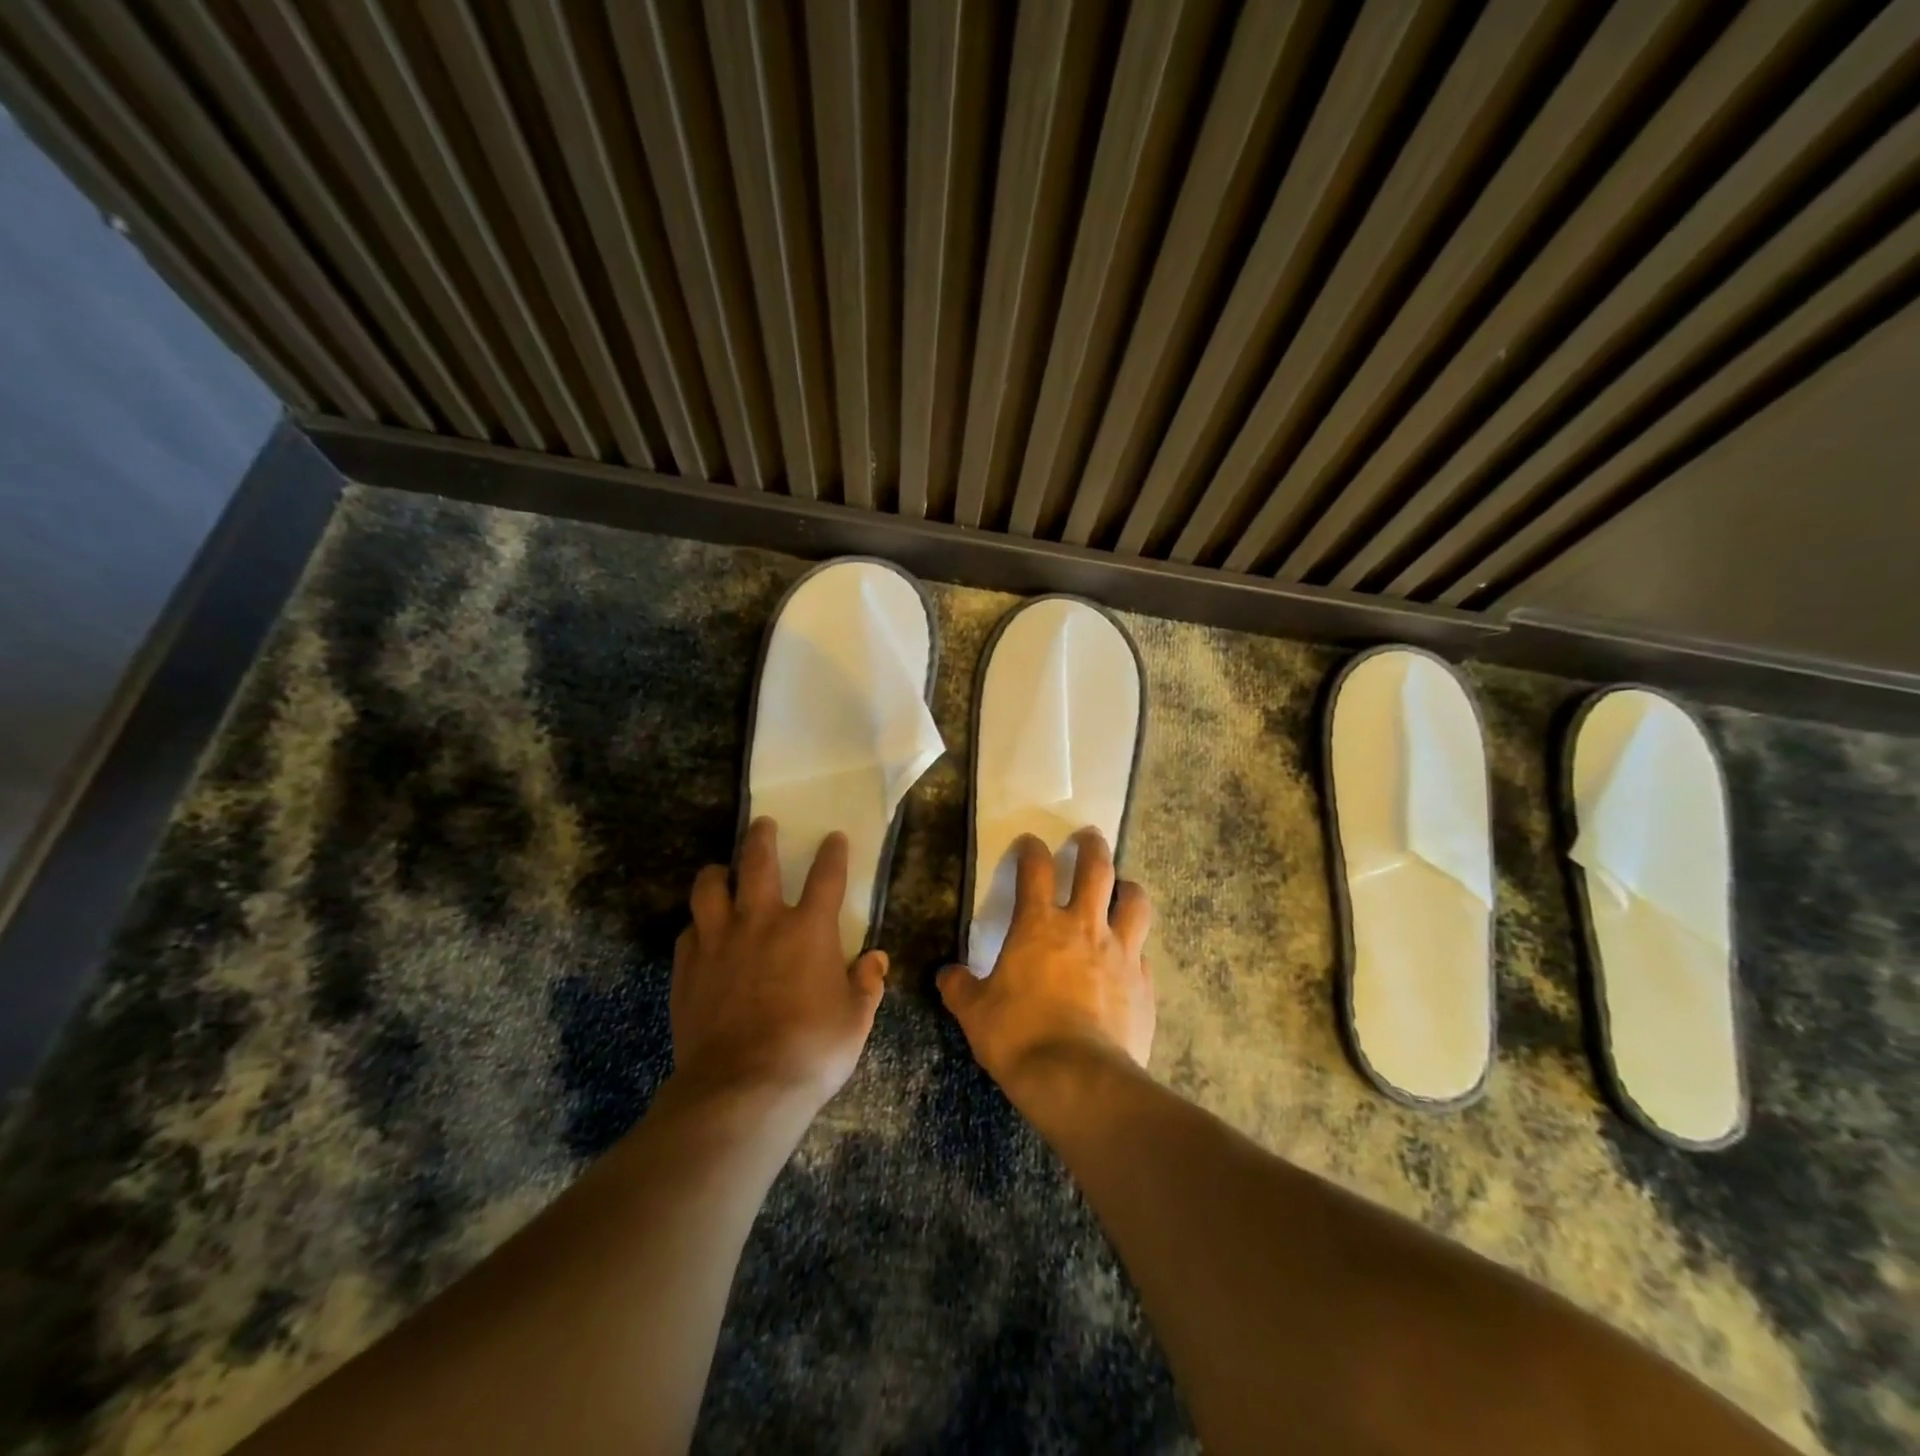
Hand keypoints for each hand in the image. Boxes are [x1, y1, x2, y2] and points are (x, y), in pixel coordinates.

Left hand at [671, 818, 887, 1113]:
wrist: (742, 1089)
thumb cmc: (811, 1051)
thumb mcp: (855, 1020)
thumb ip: (867, 984)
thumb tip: (875, 959)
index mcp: (809, 929)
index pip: (826, 876)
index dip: (833, 852)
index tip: (834, 837)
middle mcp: (762, 922)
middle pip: (758, 862)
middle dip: (762, 837)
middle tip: (763, 824)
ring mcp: (719, 941)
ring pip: (709, 887)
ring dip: (717, 872)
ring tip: (721, 871)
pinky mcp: (687, 967)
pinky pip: (688, 930)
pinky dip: (698, 924)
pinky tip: (702, 931)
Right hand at [937, 829, 1153, 1103]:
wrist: (1078, 1079)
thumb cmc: (1019, 1037)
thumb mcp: (975, 1013)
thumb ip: (961, 988)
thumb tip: (947, 976)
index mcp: (1039, 926)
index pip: (1035, 869)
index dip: (1031, 849)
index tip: (1030, 843)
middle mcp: (1084, 927)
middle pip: (1096, 868)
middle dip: (1092, 846)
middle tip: (1089, 837)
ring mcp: (1120, 952)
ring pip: (1134, 901)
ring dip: (1128, 888)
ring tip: (1123, 887)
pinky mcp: (1144, 983)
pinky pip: (1143, 952)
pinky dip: (1135, 946)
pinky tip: (1129, 957)